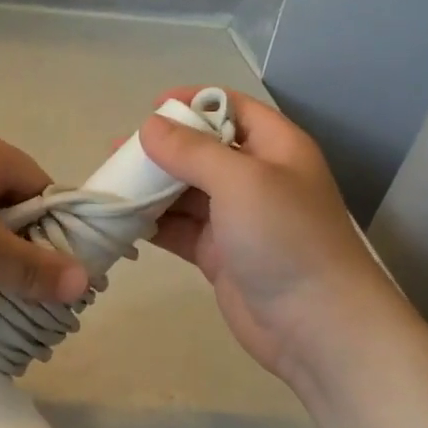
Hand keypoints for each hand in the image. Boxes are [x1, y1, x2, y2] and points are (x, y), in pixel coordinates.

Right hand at [141, 90, 416, 380]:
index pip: (232, 108)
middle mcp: (256, 178)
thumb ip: (192, 150)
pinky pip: (180, 228)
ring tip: (109, 184)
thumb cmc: (285, 237)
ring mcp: (237, 218)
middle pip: (202, 150)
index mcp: (275, 148)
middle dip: (161, 148)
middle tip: (116, 152)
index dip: (194, 101)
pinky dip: (153, 223)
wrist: (317, 326)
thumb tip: (150, 126)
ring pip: (186, 191)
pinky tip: (121, 220)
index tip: (151, 107)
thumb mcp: (240, 181)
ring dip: (150, 187)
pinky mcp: (220, 254)